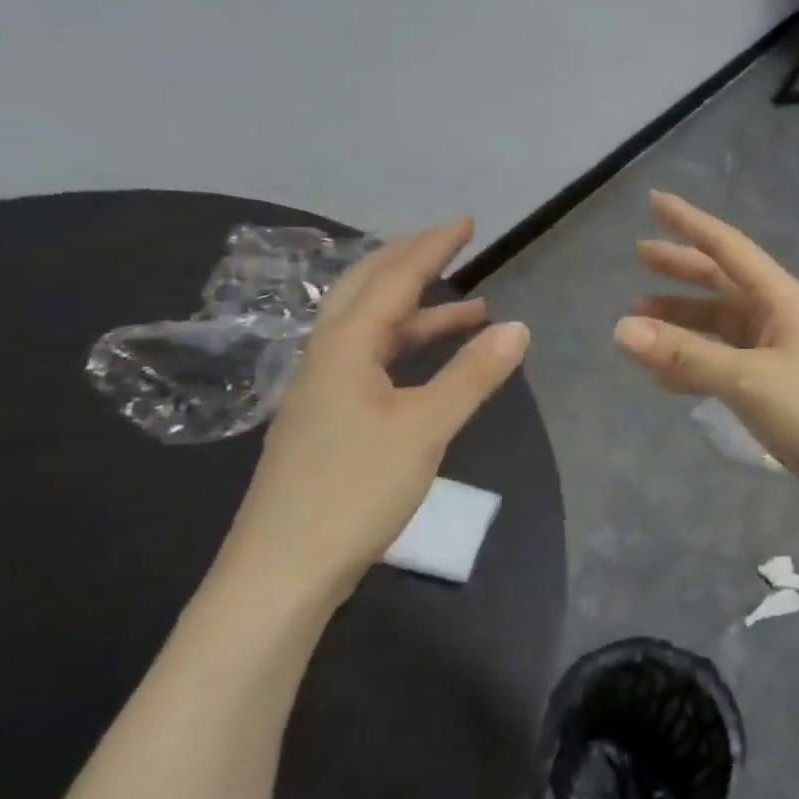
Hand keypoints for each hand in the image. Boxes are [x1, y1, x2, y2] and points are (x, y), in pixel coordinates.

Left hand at [219, 219, 528, 606]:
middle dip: (412, 261)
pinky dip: (406, 348)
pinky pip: (370, 360)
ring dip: (418, 312)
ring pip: (371, 329)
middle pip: (368, 289)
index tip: (468, 223)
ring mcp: (321, 391)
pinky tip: (429, 365)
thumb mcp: (425, 428)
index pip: (395, 279)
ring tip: (472, 310)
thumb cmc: (353, 491)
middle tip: (454, 245)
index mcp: (345, 347)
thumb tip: (519, 327)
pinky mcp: (325, 421)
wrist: (279, 576)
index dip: (433, 247)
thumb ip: (473, 375)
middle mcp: (326, 357)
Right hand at [614, 192, 798, 527]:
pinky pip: (724, 362)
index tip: (655, 202)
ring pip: (719, 326)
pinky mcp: (775, 387)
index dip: (690, 223)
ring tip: (637, 319)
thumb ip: (684, 354)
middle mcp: (780, 317)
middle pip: (722, 282)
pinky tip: (663, 374)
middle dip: (681, 269)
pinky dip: (693, 362)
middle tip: (639, 256)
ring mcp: (778, 352)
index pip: (728, 248)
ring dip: (682, 320)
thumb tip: (620, 329)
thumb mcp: (746, 379)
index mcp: (782, 298)